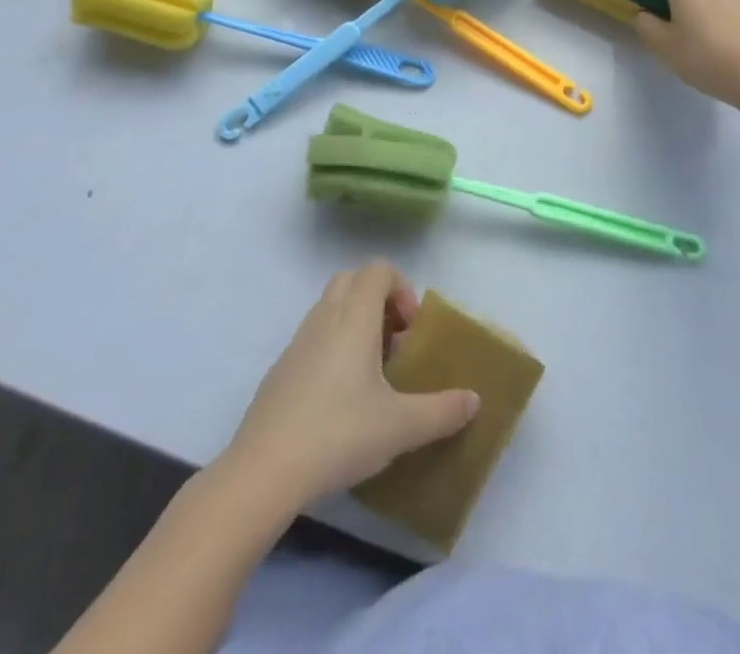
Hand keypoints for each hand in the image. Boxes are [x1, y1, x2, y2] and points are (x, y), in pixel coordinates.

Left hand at [218, 262, 479, 511]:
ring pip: (330, 307)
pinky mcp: (281, 368)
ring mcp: (297, 341)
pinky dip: (332, 346)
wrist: (265, 469)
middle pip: (352, 280)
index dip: (401, 288)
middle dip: (378, 299)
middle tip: (394, 342)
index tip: (411, 330)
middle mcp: (324, 317)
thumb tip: (474, 400)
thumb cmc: (339, 434)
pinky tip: (340, 398)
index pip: (378, 269)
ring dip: (355, 322)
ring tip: (372, 373)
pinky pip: (313, 336)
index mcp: (353, 318)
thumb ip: (442, 411)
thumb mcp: (400, 427)